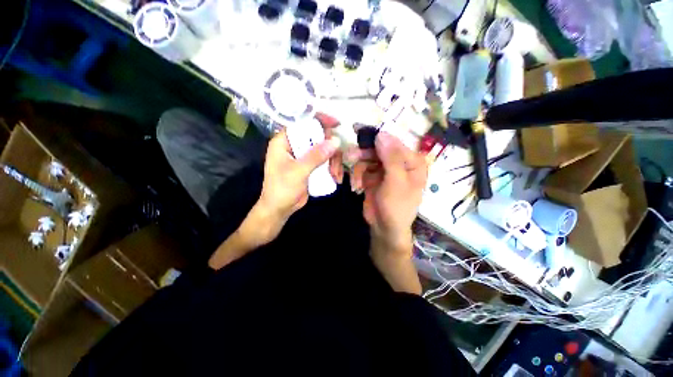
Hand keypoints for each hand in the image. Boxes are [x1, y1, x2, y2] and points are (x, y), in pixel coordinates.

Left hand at [255, 120, 340, 237]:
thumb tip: (335, 141)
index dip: (319, 121)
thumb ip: (316, 156)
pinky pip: (325, 161)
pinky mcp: (310, 166)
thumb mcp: (298, 172)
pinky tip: (336, 178)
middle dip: (330, 149)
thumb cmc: (282, 189)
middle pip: (317, 137)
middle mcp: (294, 146)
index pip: (302, 124)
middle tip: (336, 162)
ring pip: (324, 150)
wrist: (280, 209)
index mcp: (284, 141)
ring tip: (336, 175)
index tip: (336, 124)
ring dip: (334, 161)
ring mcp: (303, 156)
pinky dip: (332, 168)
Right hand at [352, 132, 427, 255]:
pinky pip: (362, 167)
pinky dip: (357, 175)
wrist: (384, 228)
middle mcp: (399, 161)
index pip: (394, 142)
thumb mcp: (396, 182)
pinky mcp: (373, 175)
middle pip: (379, 148)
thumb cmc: (397, 207)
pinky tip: (356, 186)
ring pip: (368, 157)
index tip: (358, 131)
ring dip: (358, 167)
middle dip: (363, 154)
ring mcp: (384, 168)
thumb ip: (391, 158)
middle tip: (349, 157)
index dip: (377, 137)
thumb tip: (382, 133)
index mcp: (412, 161)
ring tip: (354, 181)